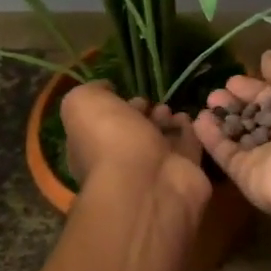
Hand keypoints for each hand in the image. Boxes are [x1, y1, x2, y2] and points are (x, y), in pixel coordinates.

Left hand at [62, 80, 210, 205]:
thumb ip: (91, 91)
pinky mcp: (185, 173)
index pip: (102, 125)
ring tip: (170, 110)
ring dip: (166, 122)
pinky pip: (188, 147)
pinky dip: (189, 131)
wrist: (146, 182)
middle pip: (134, 132)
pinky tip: (187, 118)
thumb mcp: (82, 104)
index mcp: (92, 148)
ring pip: (162, 140)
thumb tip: (106, 89)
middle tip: (153, 103)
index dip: (114, 108)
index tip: (126, 94)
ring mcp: (154, 170)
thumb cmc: (108, 140)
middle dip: (143, 115)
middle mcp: (121, 161)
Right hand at [192, 50, 270, 220]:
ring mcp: (268, 157)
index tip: (233, 79)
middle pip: (258, 115)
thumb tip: (267, 56)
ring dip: (224, 117)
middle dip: (237, 102)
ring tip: (206, 102)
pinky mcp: (248, 174)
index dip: (256, 87)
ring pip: (242, 134)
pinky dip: (212, 138)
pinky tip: (197, 121)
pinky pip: (227, 153)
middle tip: (215, 91)